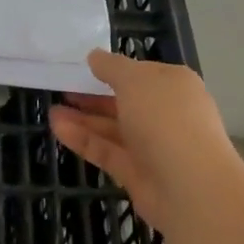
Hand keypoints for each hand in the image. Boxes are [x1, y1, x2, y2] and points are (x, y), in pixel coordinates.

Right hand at [50, 50, 240, 232]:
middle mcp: (166, 114)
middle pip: (125, 101)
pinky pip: (107, 151)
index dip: (114, 69)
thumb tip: (95, 57)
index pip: (142, 73)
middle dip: (94, 96)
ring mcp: (153, 146)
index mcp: (174, 85)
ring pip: (113, 128)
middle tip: (63, 89)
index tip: (84, 67)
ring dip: (84, 118)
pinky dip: (84, 139)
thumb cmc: (166, 118)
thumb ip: (111, 67)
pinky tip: (57, 128)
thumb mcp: (134, 79)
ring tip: (52, 110)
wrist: (191, 187)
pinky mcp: (137, 174)